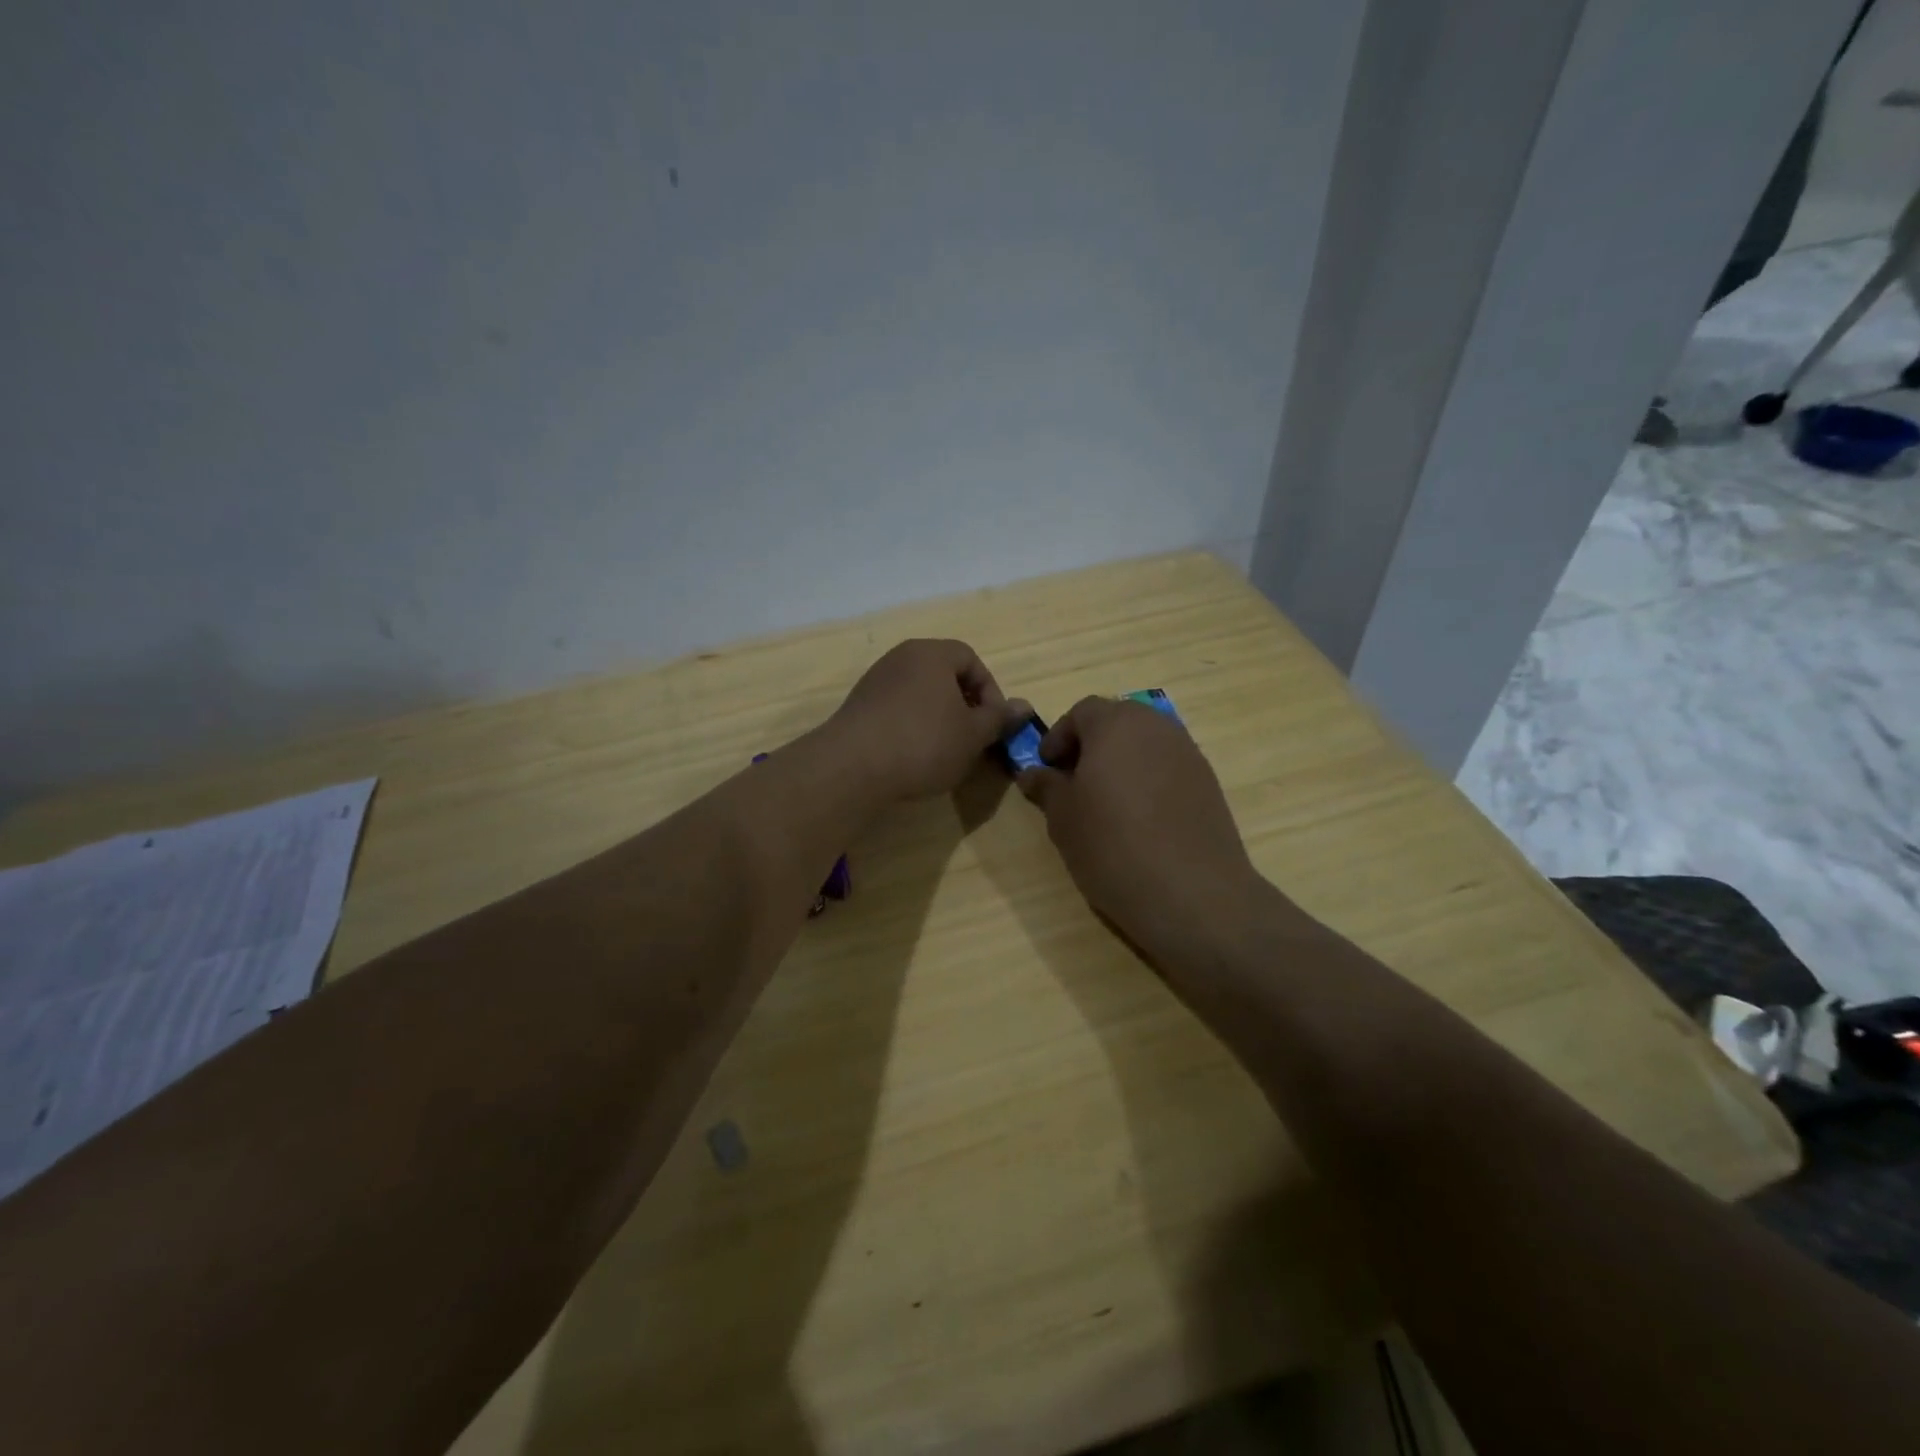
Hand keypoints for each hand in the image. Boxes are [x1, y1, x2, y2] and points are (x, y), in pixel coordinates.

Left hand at [827, 640, 1025, 800]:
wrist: (852, 767)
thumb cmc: (924, 743)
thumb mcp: (973, 735)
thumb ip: (999, 718)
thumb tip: (1024, 706)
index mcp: (932, 653)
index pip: (971, 659)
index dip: (990, 691)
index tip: (992, 724)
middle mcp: (901, 657)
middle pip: (944, 675)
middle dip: (964, 706)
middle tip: (972, 738)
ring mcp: (875, 681)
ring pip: (920, 694)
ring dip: (938, 718)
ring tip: (944, 752)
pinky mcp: (858, 706)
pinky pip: (896, 710)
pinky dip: (911, 727)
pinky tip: (912, 757)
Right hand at [1016, 696, 1261, 964]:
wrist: (1192, 893)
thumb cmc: (1113, 846)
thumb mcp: (1063, 818)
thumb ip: (1047, 787)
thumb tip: (1033, 773)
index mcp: (1116, 725)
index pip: (1082, 711)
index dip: (1059, 736)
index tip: (1047, 767)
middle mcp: (1156, 727)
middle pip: (1118, 720)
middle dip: (1092, 744)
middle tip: (1074, 780)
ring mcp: (1188, 754)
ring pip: (1146, 743)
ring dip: (1122, 761)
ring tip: (1106, 802)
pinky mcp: (1209, 783)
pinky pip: (1168, 767)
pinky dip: (1149, 780)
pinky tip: (1140, 819)